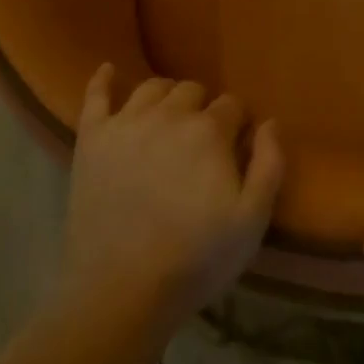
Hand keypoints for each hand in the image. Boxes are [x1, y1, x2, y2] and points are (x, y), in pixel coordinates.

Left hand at [59, 65, 283, 330]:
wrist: (120, 292)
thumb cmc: (195, 259)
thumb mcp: (251, 221)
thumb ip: (270, 165)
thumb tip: (271, 122)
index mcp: (209, 130)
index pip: (232, 105)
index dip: (238, 125)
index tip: (236, 148)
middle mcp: (167, 114)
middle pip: (192, 90)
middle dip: (203, 109)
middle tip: (202, 142)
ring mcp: (126, 123)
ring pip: (152, 88)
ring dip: (166, 97)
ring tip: (169, 119)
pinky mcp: (92, 139)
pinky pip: (96, 95)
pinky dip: (103, 79)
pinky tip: (109, 70)